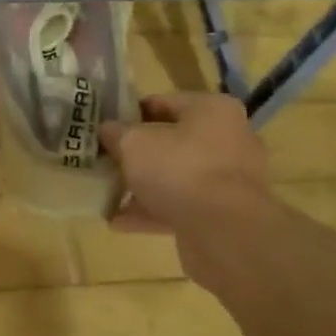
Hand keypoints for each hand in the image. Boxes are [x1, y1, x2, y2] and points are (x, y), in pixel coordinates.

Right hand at [100, 92, 270, 236]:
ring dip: (143, 186)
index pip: (163, 102)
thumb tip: (107, 129)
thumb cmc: (180, 170)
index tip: (105, 127)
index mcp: (213, 110)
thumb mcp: (134, 144)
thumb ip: (117, 133)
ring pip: (176, 176)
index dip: (130, 113)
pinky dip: (153, 212)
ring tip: (108, 195)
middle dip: (138, 154)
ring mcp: (230, 180)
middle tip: (107, 161)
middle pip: (172, 141)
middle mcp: (229, 139)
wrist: (225, 233)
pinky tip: (119, 222)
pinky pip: (182, 206)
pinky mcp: (225, 214)